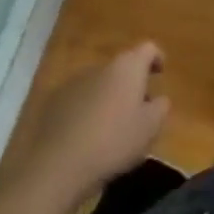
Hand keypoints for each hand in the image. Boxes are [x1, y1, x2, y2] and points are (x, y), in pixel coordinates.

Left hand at [13, 43, 169, 194]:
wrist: (57, 165)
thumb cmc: (113, 142)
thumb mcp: (150, 128)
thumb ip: (161, 107)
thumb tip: (158, 99)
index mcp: (127, 67)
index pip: (148, 48)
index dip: (157, 58)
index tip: (160, 74)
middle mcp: (100, 67)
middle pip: (122, 68)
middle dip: (131, 85)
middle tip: (138, 110)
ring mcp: (73, 82)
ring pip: (99, 84)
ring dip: (108, 97)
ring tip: (111, 127)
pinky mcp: (53, 102)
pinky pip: (78, 99)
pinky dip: (87, 110)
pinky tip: (87, 136)